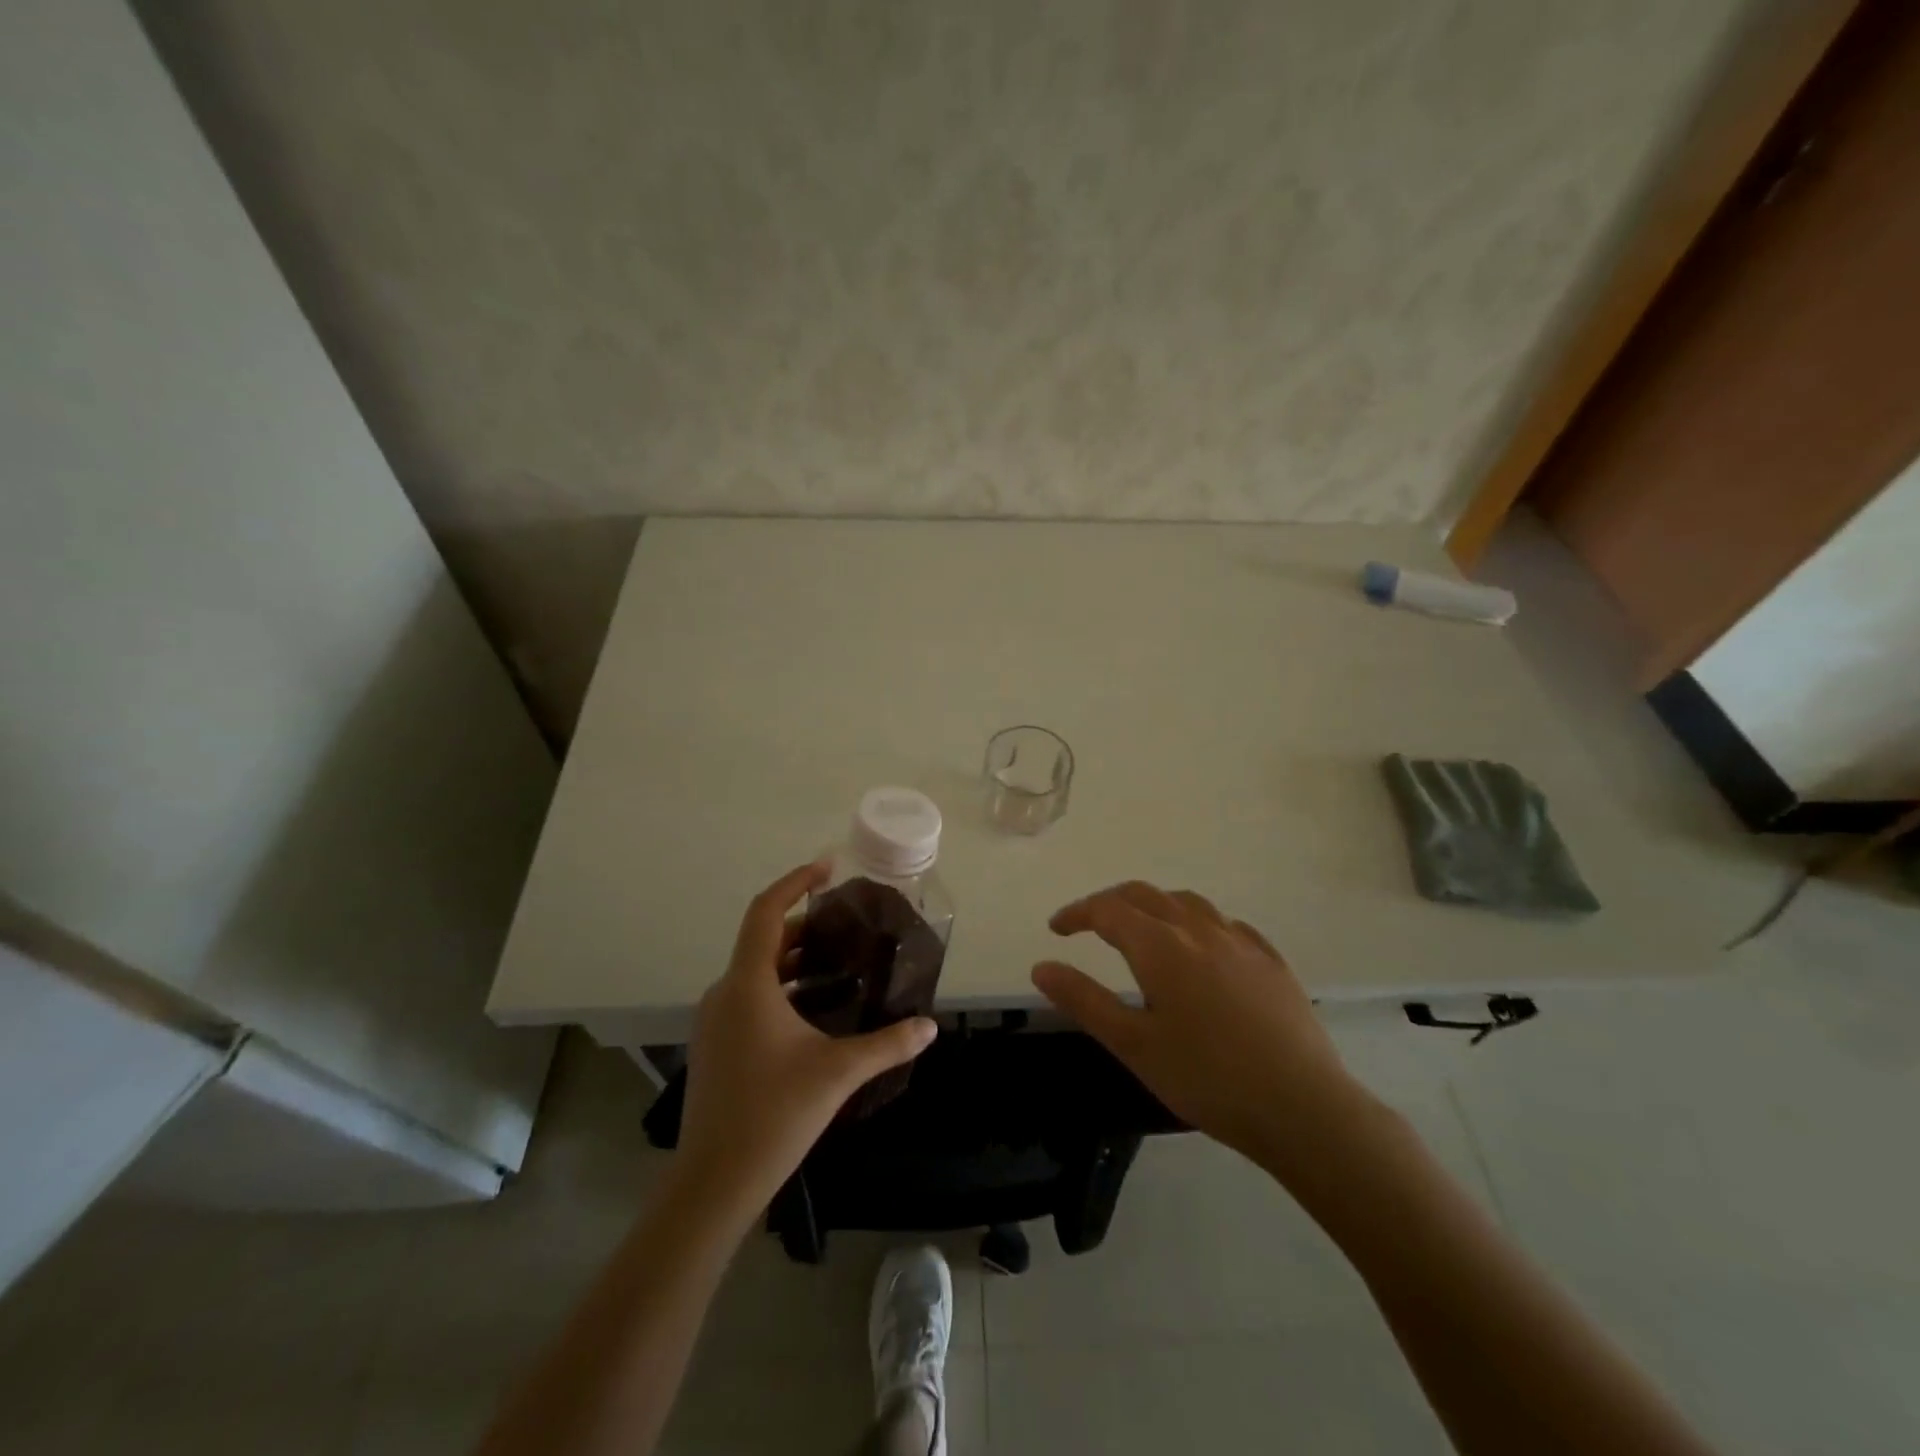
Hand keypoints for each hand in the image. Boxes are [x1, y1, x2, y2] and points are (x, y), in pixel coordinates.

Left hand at [675, 861, 937, 1215]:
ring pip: (756, 970)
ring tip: (837, 960)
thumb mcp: (838, 1073)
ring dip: (794, 958)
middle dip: (805, 924)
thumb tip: (930, 1026)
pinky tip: (813, 1008)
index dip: (795, 882)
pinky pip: (749, 995)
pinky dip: (781, 985)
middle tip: (847, 924)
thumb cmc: (773, 1115)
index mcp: (748, 985)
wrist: (713, 1183)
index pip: (766, 912)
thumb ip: (888, 1044)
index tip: (827, 868)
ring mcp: (715, 1021)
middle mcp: (725, 992)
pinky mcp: (716, 1045)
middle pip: (764, 939)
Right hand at [1032, 881, 1366, 1176]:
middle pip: (1145, 895)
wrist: (1302, 1107)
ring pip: (1187, 902)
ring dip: (1154, 905)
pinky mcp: (1271, 960)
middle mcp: (1198, 929)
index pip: (1107, 910)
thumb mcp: (1133, 1045)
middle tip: (1089, 925)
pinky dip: (1198, 922)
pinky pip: (1226, 923)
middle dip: (1110, 903)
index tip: (1057, 929)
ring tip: (1142, 929)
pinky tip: (1203, 948)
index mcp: (1160, 946)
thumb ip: (1084, 1000)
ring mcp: (1240, 941)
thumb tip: (1041, 966)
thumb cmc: (1206, 1078)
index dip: (1077, 914)